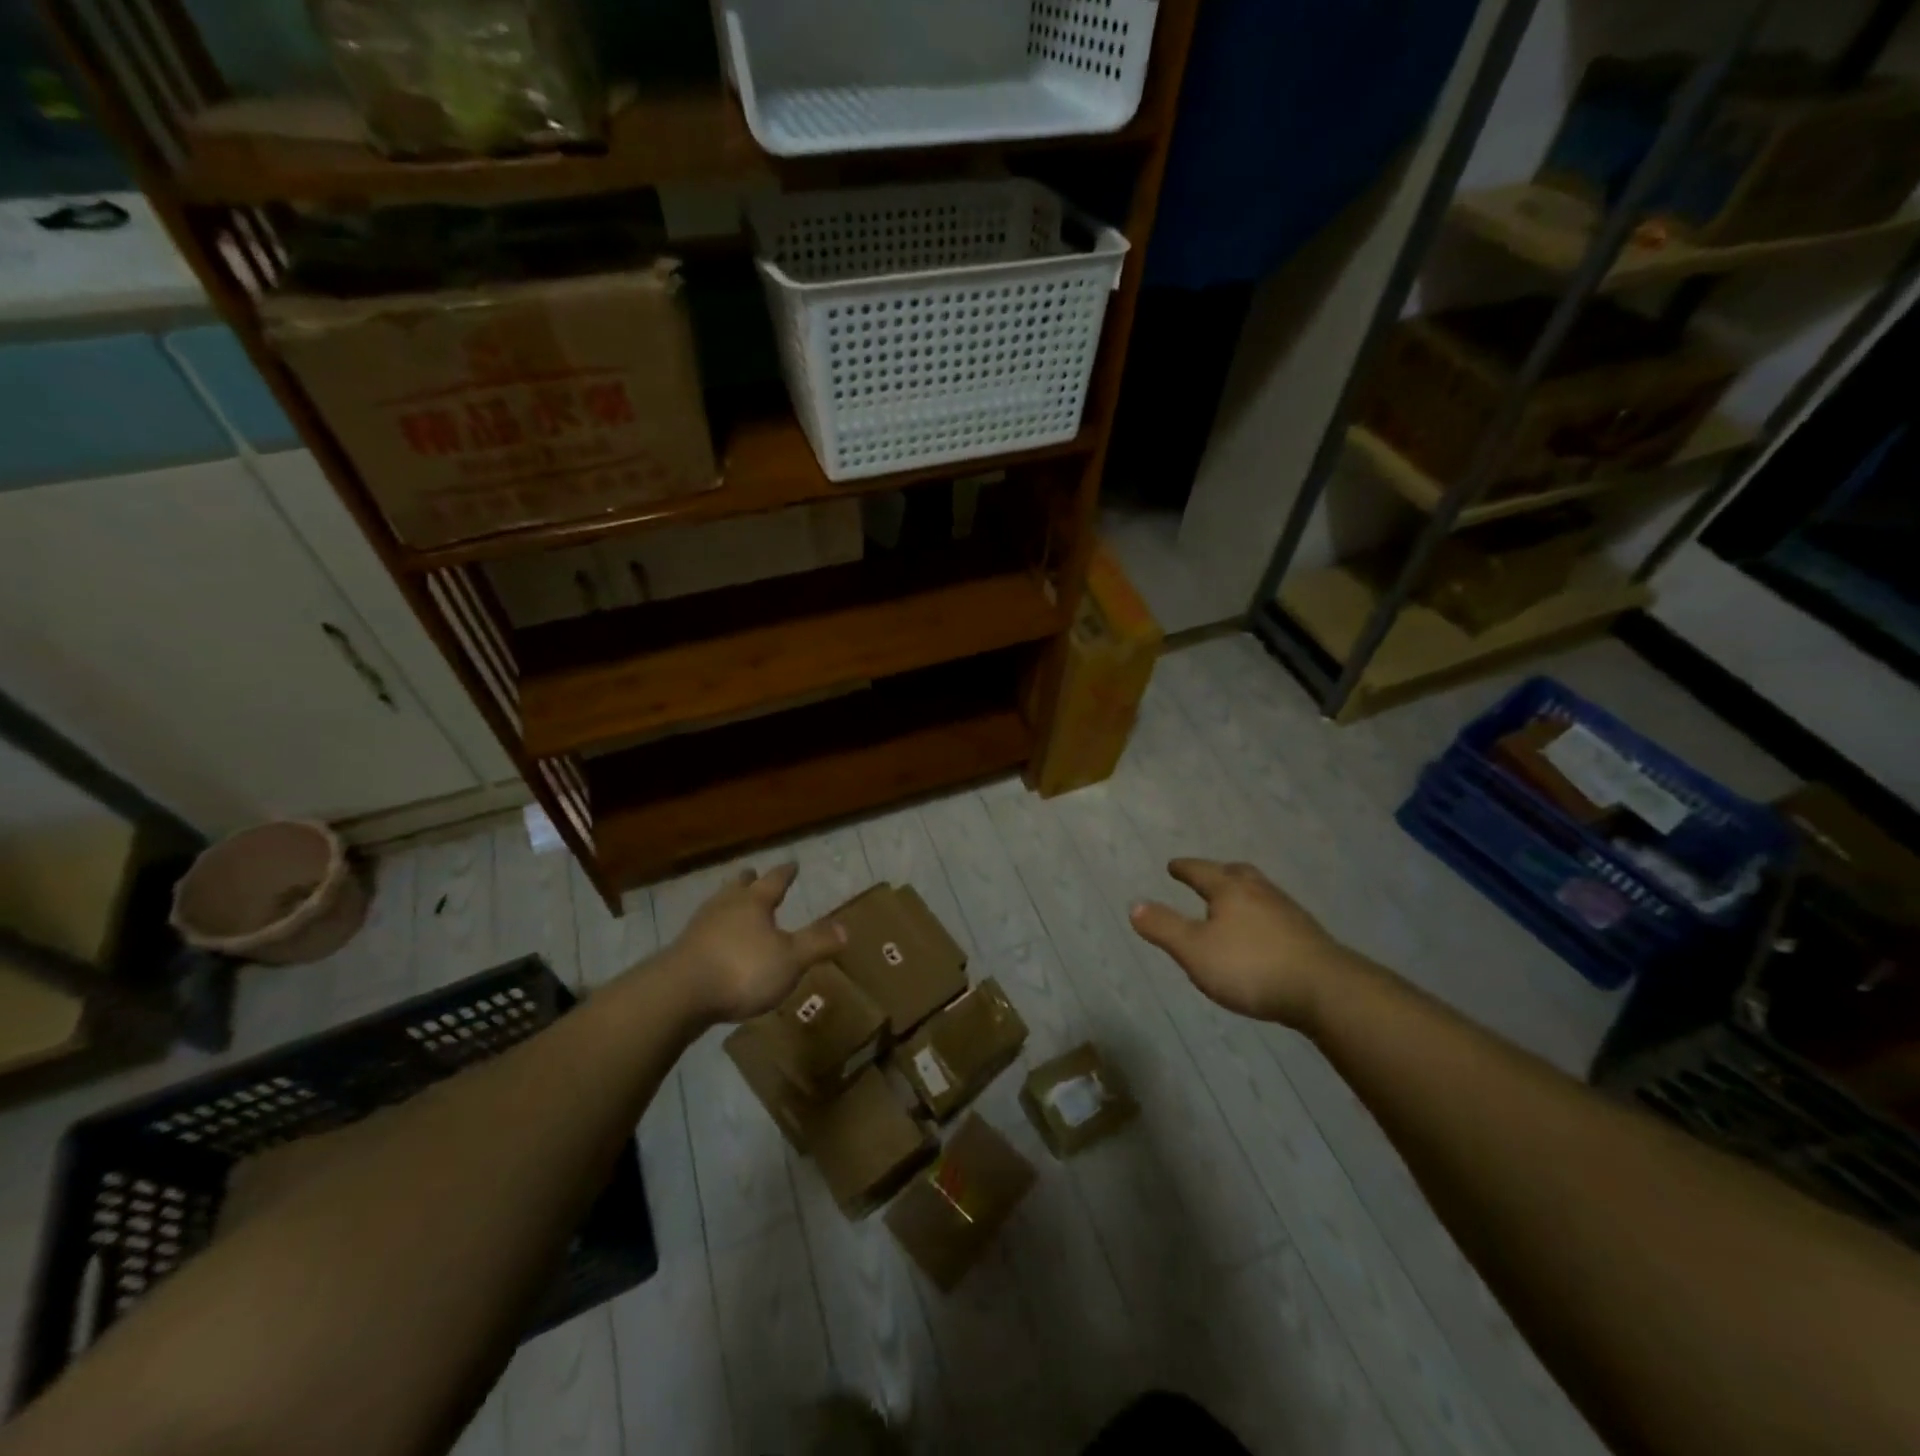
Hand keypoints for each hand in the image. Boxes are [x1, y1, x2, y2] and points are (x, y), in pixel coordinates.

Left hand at [667, 864, 846, 1022]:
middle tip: (753, 874)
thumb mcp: (790, 960)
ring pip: (718, 906)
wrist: (679, 995)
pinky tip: (715, 942)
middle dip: (748, 881)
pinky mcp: (682, 952)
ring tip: (733, 904)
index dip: (785, 873)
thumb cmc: (742, 970)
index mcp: (754, 902)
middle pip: (738, 887)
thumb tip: (846, 928)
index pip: (774, 881)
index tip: (792, 864)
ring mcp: (699, 928)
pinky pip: (704, 932)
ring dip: (728, 903)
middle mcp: (725, 907)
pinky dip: (714, 931)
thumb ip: (816, 943)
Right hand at [1130, 859, 1357, 1029]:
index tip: (1173, 865)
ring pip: (1260, 892)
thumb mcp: (1195, 950)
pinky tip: (1262, 934)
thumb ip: (1164, 928)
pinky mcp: (1308, 936)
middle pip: (1236, 873)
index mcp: (1230, 890)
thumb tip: (1134, 905)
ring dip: (1243, 894)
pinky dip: (1261, 916)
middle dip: (1218, 873)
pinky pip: (1276, 914)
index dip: (1184, 868)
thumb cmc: (1251, 966)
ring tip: (1233, 905)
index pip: (1201, 871)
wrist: (1325, 990)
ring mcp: (1288, 912)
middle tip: (1207, 876)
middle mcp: (1260, 892)